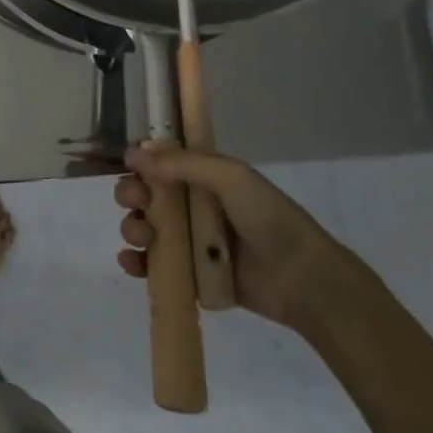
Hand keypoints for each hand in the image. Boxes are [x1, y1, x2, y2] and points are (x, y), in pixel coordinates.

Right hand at [115, 145, 344, 329]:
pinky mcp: (190, 275)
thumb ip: (181, 163)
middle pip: (146, 196)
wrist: (303, 280)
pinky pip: (153, 266)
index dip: (140, 164)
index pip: (160, 164)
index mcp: (204, 178)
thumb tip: (132, 152)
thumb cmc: (269, 219)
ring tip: (142, 236)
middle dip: (131, 195)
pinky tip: (131, 262)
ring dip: (132, 228)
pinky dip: (135, 263)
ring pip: (145, 228)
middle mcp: (193, 206)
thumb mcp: (230, 177)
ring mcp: (190, 242)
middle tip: (135, 202)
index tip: (129, 168)